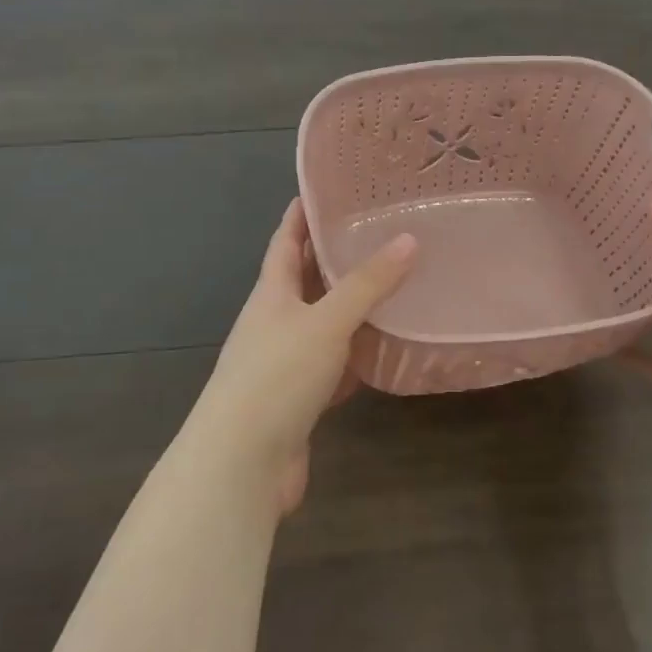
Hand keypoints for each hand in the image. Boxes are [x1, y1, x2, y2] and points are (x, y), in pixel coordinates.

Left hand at [182, 199, 415, 511]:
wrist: (242, 463)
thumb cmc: (277, 376)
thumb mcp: (326, 322)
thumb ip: (368, 284)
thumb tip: (409, 239)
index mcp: (270, 293)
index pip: (285, 240)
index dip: (302, 214)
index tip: (327, 188)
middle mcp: (275, 322)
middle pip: (305, 279)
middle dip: (334, 256)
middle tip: (379, 231)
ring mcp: (286, 362)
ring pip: (324, 323)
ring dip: (352, 306)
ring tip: (394, 282)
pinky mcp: (301, 399)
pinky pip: (335, 366)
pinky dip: (358, 355)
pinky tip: (386, 349)